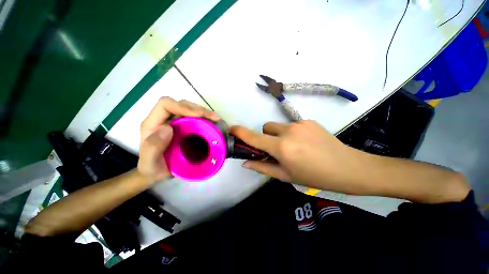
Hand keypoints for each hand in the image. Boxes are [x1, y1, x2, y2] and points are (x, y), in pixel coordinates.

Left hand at [138, 97, 219, 182]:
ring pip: (191, 110)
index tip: (198, 116)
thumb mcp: (149, 164)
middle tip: (214, 118)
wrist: (158, 174)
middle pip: (182, 105)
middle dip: (199, 109)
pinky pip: (197, 119)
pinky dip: (206, 120)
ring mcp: (177, 123)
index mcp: (153, 124)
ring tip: (216, 120)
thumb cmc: (152, 169)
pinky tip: (214, 125)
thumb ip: (153, 147)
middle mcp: (165, 120)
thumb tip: (169, 129)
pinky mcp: (186, 128)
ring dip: (205, 113)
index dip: (182, 107)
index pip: (166, 105)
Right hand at [230, 120, 365, 193]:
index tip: (231, 129)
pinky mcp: (308, 121)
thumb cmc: (314, 176)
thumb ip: (263, 168)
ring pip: (278, 126)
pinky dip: (292, 133)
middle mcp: (288, 132)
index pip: (255, 137)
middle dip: (266, 138)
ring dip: (279, 135)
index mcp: (282, 147)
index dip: (241, 132)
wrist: (348, 168)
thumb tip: (246, 163)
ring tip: (294, 147)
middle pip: (266, 128)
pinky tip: (305, 143)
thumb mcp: (286, 176)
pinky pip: (292, 125)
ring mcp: (299, 124)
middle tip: (277, 150)